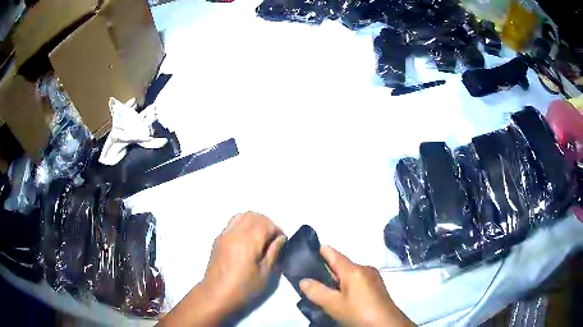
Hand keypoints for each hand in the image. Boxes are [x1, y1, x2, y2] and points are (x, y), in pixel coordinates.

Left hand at [202, 211, 286, 312]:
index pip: (266, 224)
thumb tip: (280, 238)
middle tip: (272, 238)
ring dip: (254, 221)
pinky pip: (232, 222)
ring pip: (242, 216)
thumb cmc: (243, 287)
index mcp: (248, 241)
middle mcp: (235, 233)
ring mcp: (225, 234)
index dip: (277, 229)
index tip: (281, 240)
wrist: (217, 293)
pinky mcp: (218, 239)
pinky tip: (246, 240)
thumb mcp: (264, 273)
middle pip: (254, 216)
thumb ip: (273, 252)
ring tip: (260, 237)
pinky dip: (243, 224)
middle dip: (267, 223)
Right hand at [299, 246, 413, 326]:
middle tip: (309, 277)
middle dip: (326, 270)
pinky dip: (346, 286)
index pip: (334, 254)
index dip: (321, 251)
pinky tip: (340, 297)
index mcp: (355, 270)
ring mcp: (373, 278)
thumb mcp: (334, 305)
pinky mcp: (377, 287)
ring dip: (336, 280)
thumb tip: (303, 280)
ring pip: (349, 275)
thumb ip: (317, 292)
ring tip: (322, 289)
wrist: (386, 324)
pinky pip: (357, 281)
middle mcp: (365, 269)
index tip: (307, 250)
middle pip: (342, 265)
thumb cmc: (359, 312)